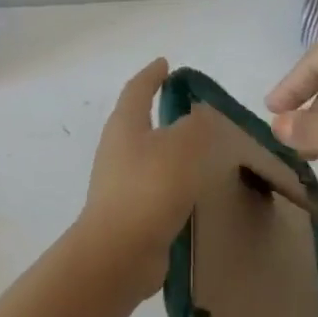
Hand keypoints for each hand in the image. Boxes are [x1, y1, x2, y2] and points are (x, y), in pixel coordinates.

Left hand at [74, 58, 208, 296]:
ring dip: (169, 149)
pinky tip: (193, 188)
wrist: (120, 253)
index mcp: (125, 126)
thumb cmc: (150, 188)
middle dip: (159, 112)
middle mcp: (117, 150)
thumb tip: (197, 115)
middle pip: (138, 122)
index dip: (152, 75)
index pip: (137, 90)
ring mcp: (120, 183)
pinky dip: (172, 179)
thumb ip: (196, 125)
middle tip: (190, 108)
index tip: (166, 64)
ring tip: (200, 149)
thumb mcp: (183, 146)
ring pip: (148, 156)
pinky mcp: (130, 211)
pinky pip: (154, 185)